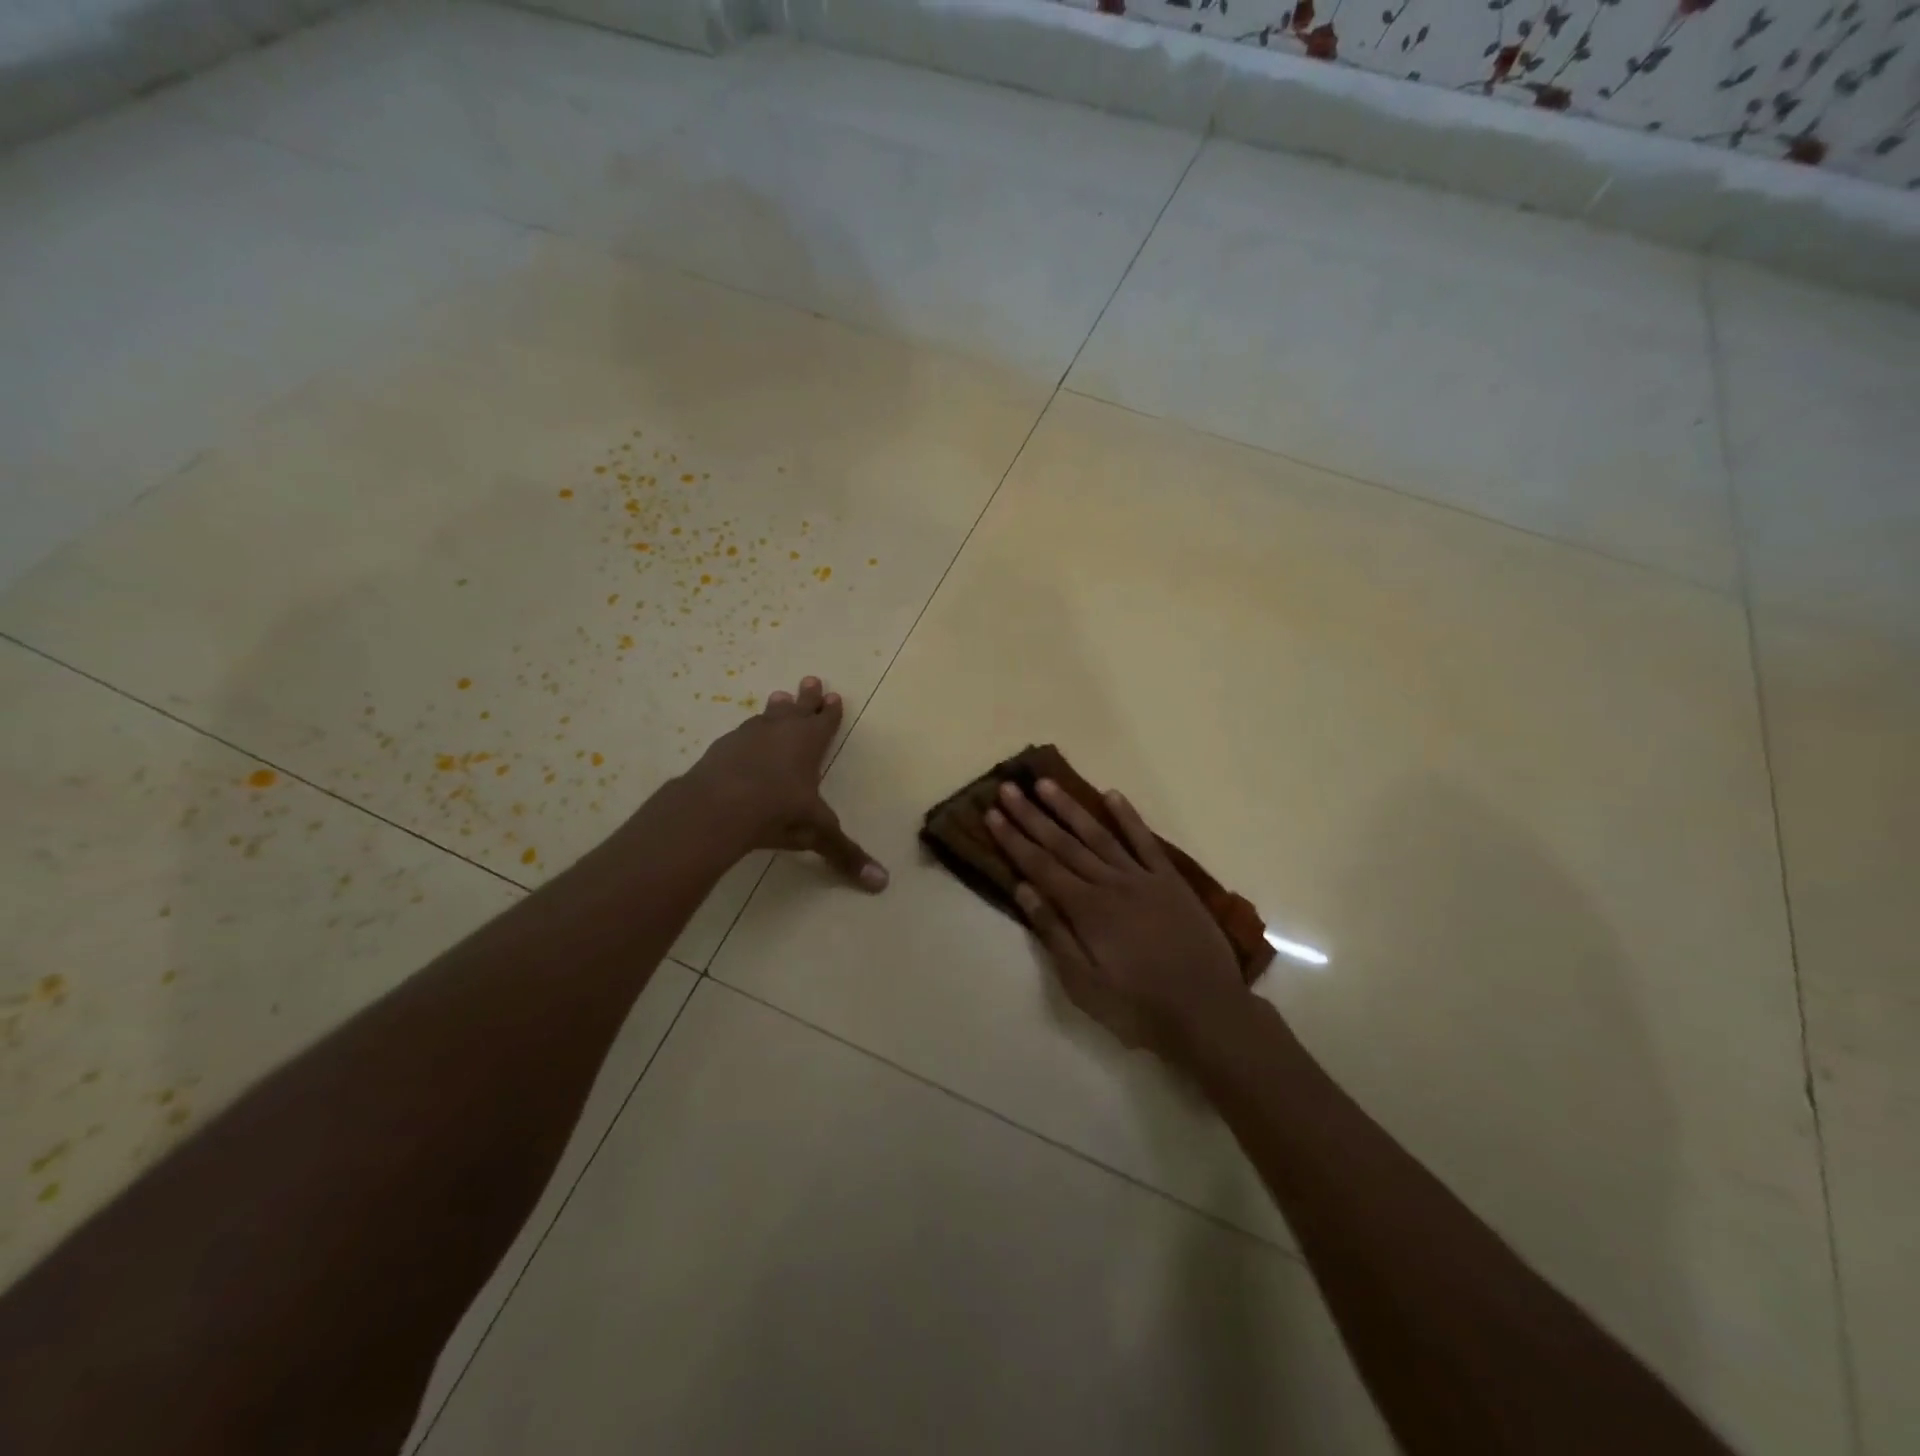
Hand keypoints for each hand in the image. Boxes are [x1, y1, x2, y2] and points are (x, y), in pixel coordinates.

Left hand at [683, 676, 886, 890]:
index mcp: (809, 744)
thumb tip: (882, 884)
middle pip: (797, 708)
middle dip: (806, 697)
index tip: (834, 695)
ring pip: (767, 716)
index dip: (831, 711)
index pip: (825, 722)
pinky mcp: (722, 748)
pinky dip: (748, 732)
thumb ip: (845, 855)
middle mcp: (781, 732)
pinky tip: (744, 736)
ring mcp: (748, 736)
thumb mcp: (816, 833)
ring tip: (778, 697)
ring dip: (776, 708)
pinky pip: (741, 733)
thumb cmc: (776, 811)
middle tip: (810, 679)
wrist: (717, 806)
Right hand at [986, 780, 1244, 1059]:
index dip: (1013, 839)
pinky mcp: (1170, 881)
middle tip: (1008, 787)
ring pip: (1099, 834)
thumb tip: (1024, 890)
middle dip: (1032, 815)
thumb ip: (1054, 933)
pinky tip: (1111, 795)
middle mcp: (1109, 883)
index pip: (1039, 866)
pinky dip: (1128, 817)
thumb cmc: (1137, 1007)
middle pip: (1063, 844)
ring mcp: (1142, 878)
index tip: (992, 813)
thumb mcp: (1083, 983)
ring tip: (1046, 784)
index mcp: (1085, 909)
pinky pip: (1145, 841)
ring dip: (1070, 808)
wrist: (1207, 1012)